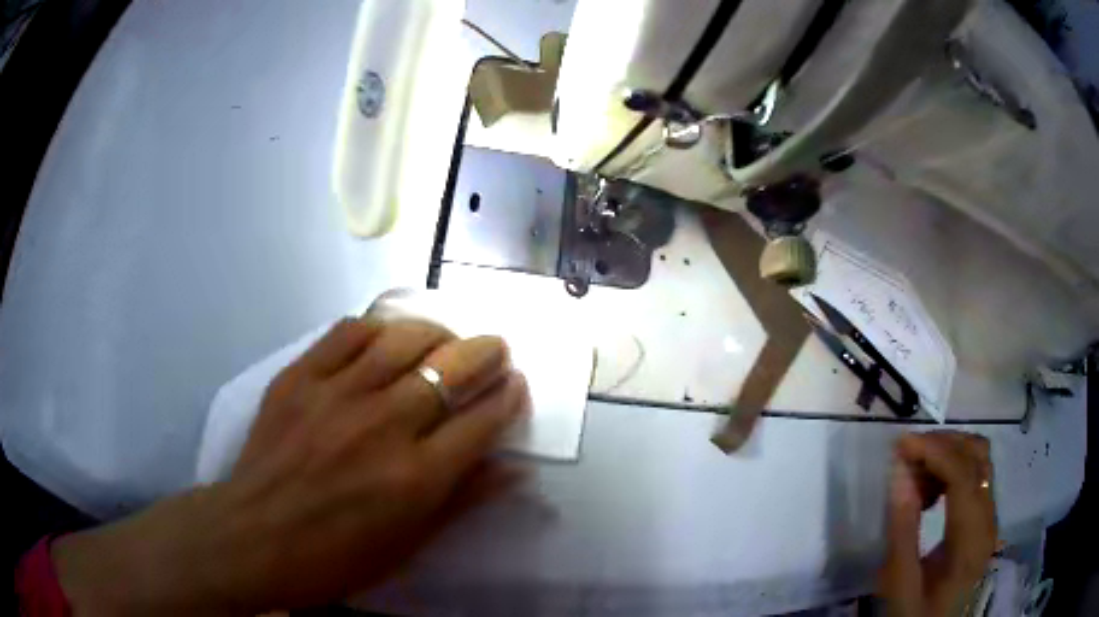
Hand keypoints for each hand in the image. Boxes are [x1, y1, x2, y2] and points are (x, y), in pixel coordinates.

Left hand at [51, 318, 529, 614]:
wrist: (253, 537)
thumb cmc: (335, 557)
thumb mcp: (406, 547)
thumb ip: (460, 502)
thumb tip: (512, 470)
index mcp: (415, 478)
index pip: (481, 423)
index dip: (507, 398)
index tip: (516, 385)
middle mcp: (384, 426)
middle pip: (451, 369)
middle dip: (486, 353)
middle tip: (496, 348)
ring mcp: (337, 394)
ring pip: (402, 339)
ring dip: (437, 332)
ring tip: (446, 337)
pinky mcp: (299, 377)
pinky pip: (346, 333)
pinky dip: (375, 327)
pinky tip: (385, 335)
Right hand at [879, 432, 997, 616]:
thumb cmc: (916, 614)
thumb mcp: (900, 584)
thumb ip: (902, 531)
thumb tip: (899, 473)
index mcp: (971, 539)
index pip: (963, 475)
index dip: (934, 451)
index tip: (899, 445)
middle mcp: (988, 518)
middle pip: (977, 456)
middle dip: (941, 445)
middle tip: (906, 458)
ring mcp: (989, 516)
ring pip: (978, 459)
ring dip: (947, 454)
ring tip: (915, 476)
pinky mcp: (984, 518)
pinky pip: (975, 476)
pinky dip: (952, 469)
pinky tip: (930, 491)